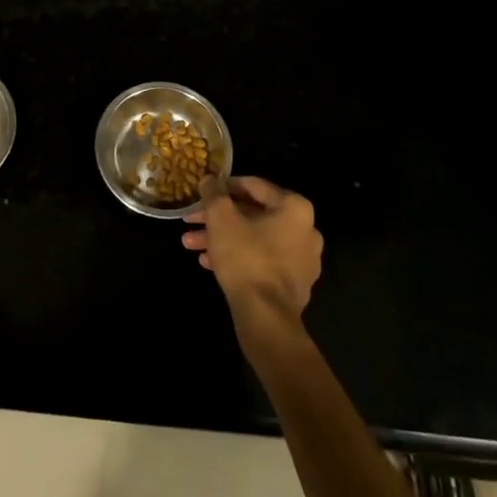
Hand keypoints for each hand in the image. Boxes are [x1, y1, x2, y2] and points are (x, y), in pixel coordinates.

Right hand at [182, 175, 322, 321]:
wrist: (266, 318)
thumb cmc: (245, 257)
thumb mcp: (221, 218)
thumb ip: (214, 193)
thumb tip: (210, 178)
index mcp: (294, 207)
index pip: (253, 186)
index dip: (222, 187)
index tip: (202, 193)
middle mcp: (305, 229)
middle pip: (252, 214)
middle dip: (217, 218)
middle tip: (191, 221)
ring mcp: (302, 259)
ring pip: (254, 238)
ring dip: (222, 239)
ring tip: (192, 246)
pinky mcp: (294, 283)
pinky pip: (262, 260)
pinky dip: (238, 257)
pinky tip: (209, 263)